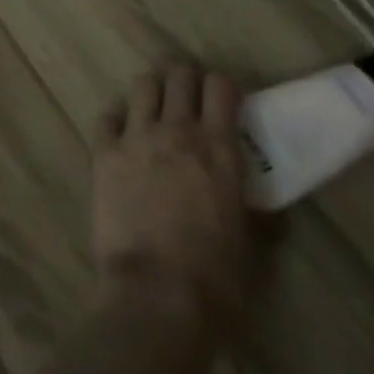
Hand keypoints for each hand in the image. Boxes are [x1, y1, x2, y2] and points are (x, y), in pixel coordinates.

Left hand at [90, 63, 254, 333]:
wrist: (156, 298)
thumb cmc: (215, 283)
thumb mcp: (252, 249)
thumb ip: (259, 217)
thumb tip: (269, 210)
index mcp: (218, 150)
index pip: (220, 87)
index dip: (223, 89)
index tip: (224, 102)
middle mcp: (177, 130)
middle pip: (180, 75)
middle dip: (187, 81)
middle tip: (190, 100)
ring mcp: (136, 136)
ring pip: (143, 85)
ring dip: (153, 93)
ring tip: (156, 111)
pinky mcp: (103, 150)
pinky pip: (107, 115)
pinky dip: (116, 119)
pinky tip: (122, 134)